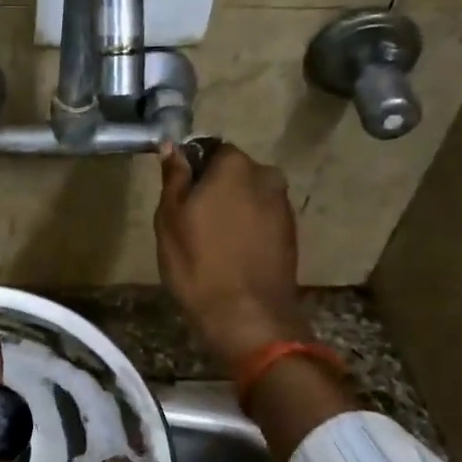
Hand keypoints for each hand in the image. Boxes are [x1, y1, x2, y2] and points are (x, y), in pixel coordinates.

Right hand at [155, 142, 306, 373]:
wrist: (246, 315)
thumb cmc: (198, 261)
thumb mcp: (170, 217)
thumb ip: (175, 177)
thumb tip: (172, 146)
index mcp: (236, 166)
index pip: (211, 149)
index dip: (193, 169)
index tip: (179, 196)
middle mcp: (267, 177)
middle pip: (234, 173)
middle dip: (215, 189)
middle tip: (192, 220)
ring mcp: (283, 207)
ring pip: (249, 197)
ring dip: (233, 210)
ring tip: (211, 241)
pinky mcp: (291, 235)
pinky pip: (261, 220)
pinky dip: (247, 229)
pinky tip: (231, 254)